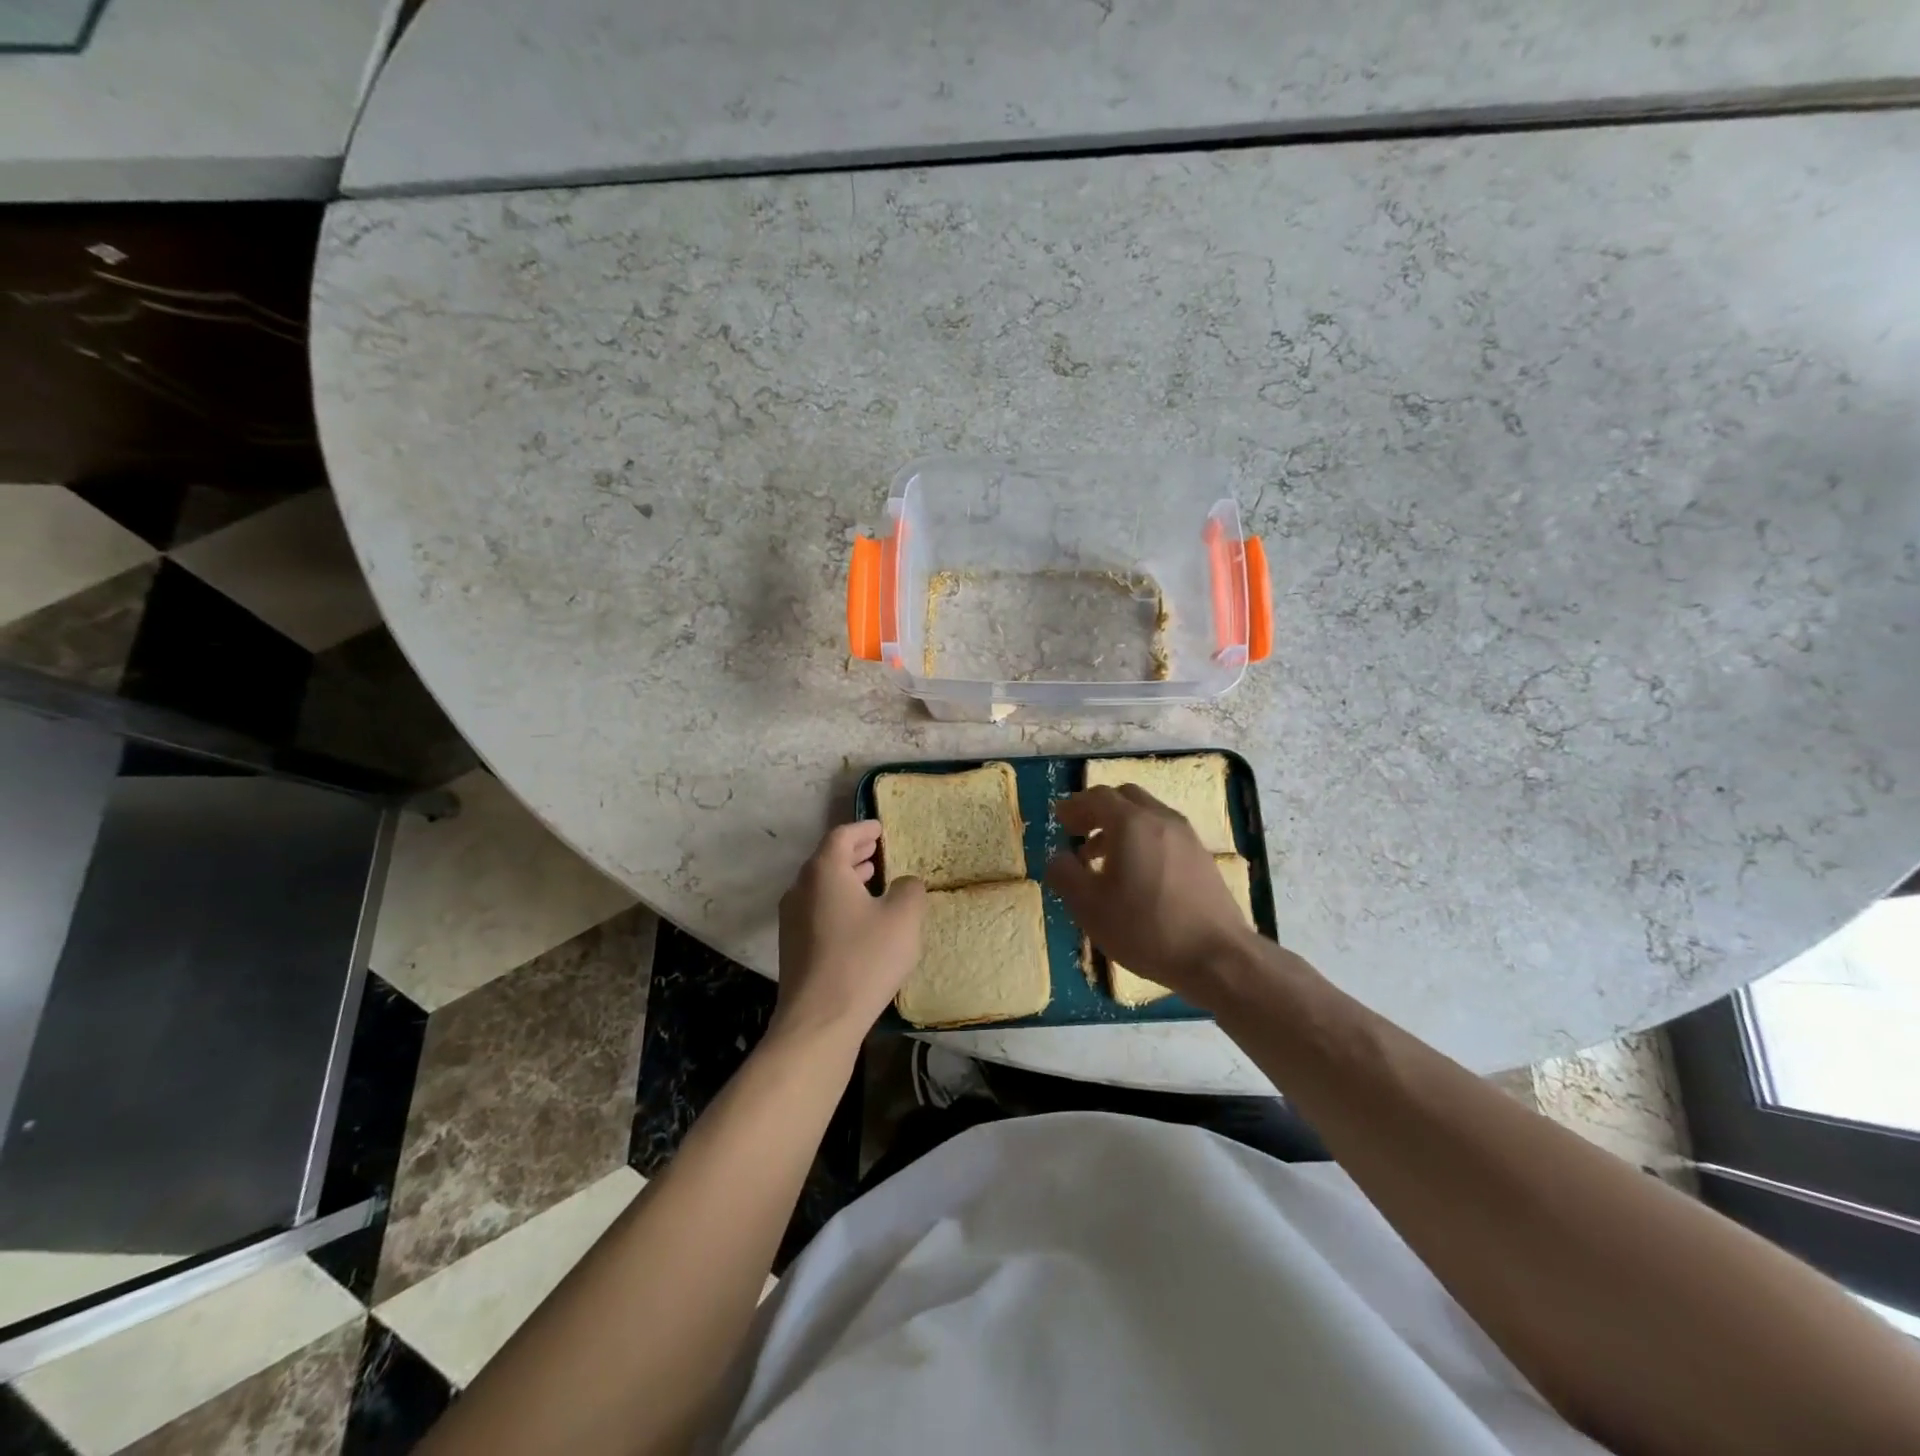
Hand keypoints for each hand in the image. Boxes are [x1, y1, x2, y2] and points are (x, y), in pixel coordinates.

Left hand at [772, 821, 926, 1049]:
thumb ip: (909, 889)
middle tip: (879, 850)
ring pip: (821, 885)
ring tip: (872, 879)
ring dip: (846, 877)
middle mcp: (801, 888)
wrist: (819, 1020)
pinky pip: (817, 909)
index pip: (842, 835)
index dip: (864, 828)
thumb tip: (904, 884)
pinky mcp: (792, 946)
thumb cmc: (864, 959)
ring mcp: (791, 919)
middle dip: (854, 852)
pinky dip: (838, 901)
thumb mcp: (903, 918)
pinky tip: (859, 918)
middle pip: (827, 858)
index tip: (881, 827)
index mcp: (824, 871)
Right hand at [1045, 785, 1262, 1007]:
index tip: (1059, 819)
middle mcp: (1161, 819)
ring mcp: (1187, 837)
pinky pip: (1164, 834)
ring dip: (1120, 826)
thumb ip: (1065, 875)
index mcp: (1131, 823)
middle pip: (1125, 798)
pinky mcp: (1202, 858)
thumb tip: (1058, 858)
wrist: (1217, 957)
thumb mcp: (1089, 907)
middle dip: (1098, 810)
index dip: (1074, 805)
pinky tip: (1135, 875)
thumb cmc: (1146, 929)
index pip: (1097, 797)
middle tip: (1079, 832)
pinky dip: (1142, 840)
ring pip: (1147, 815)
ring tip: (1102, 858)